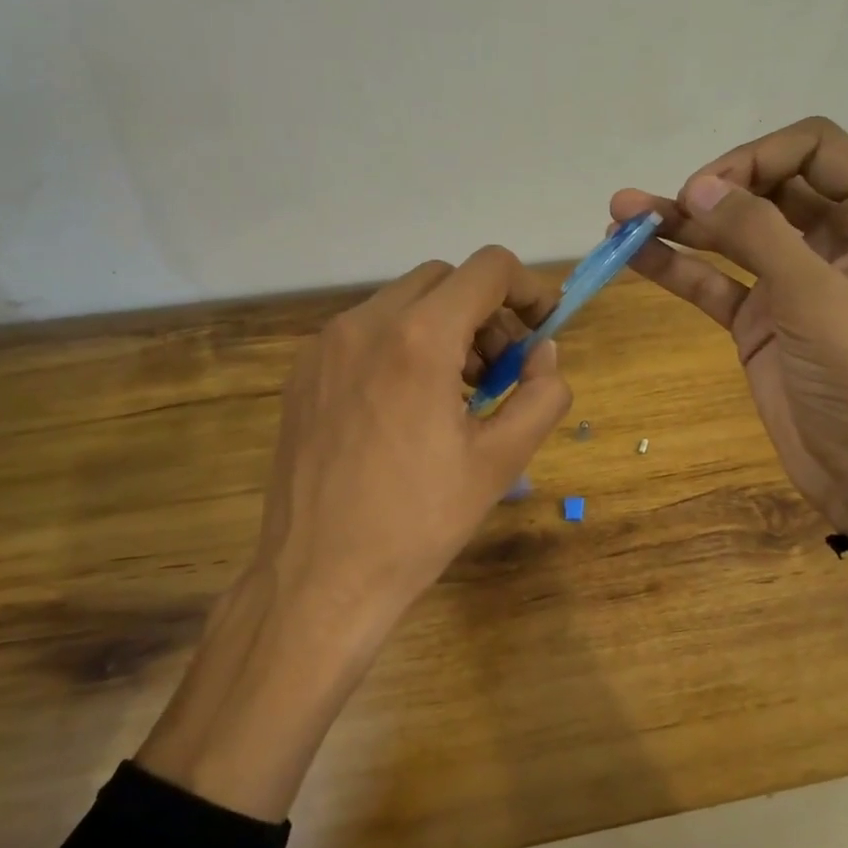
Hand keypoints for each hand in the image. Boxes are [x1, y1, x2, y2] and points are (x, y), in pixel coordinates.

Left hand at [139, 247, 570, 818]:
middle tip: (502, 372)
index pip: (488, 269)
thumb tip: (544, 353)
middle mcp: (365, 324)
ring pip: (402, 303)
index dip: (529, 288)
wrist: (318, 578)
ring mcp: (325, 347)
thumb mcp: (502, 462)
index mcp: (419, 339)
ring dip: (444, 328)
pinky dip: (403, 346)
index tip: (542, 329)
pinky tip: (408, 408)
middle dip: (486, 312)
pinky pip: (366, 334)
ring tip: (457, 394)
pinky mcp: (302, 374)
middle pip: (444, 280)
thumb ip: (541, 394)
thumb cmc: (418, 522)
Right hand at [612, 117, 847, 536]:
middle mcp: (835, 237)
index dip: (757, 158)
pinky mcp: (760, 318)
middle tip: (661, 204)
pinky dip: (677, 267)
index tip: (710, 189)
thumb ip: (756, 233)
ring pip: (732, 234)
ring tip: (619, 216)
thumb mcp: (814, 296)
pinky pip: (715, 281)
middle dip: (711, 188)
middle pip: (766, 186)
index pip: (813, 148)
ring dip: (680, 223)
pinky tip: (633, 255)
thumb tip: (696, 187)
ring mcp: (793, 279)